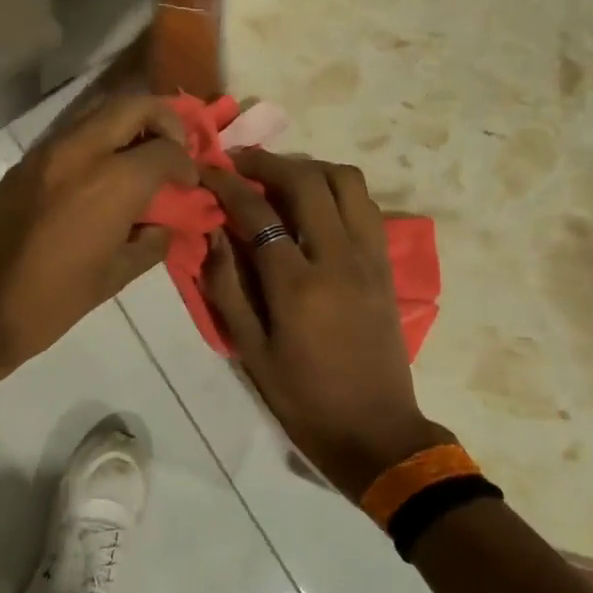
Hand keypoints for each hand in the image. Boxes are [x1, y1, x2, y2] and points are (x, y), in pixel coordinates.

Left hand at [0, 96, 192, 379]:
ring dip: (128, 123)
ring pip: (98, 110)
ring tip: (141, 155)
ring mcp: (45, 152)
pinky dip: (98, 138)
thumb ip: (150, 243)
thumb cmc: (50, 302)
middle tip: (174, 148)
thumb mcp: (113, 278)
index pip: (165, 150)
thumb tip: (166, 225)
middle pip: (133, 106)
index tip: (190, 183)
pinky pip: (71, 132)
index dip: (186, 164)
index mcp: (110, 182)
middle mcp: (79, 152)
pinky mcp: (23, 163)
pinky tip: (103, 172)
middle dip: (164, 120)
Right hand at [201, 150, 451, 500]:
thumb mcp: (250, 351)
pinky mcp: (386, 265)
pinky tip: (315, 203)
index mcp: (297, 285)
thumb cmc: (303, 398)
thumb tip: (213, 234)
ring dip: (309, 167)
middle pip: (307, 180)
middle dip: (268, 161)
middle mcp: (338, 258)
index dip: (227, 185)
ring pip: (347, 181)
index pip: (258, 213)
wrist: (376, 431)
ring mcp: (370, 257)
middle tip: (240, 162)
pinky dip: (337, 189)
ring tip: (279, 177)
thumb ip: (226, 287)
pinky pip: (365, 205)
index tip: (207, 169)